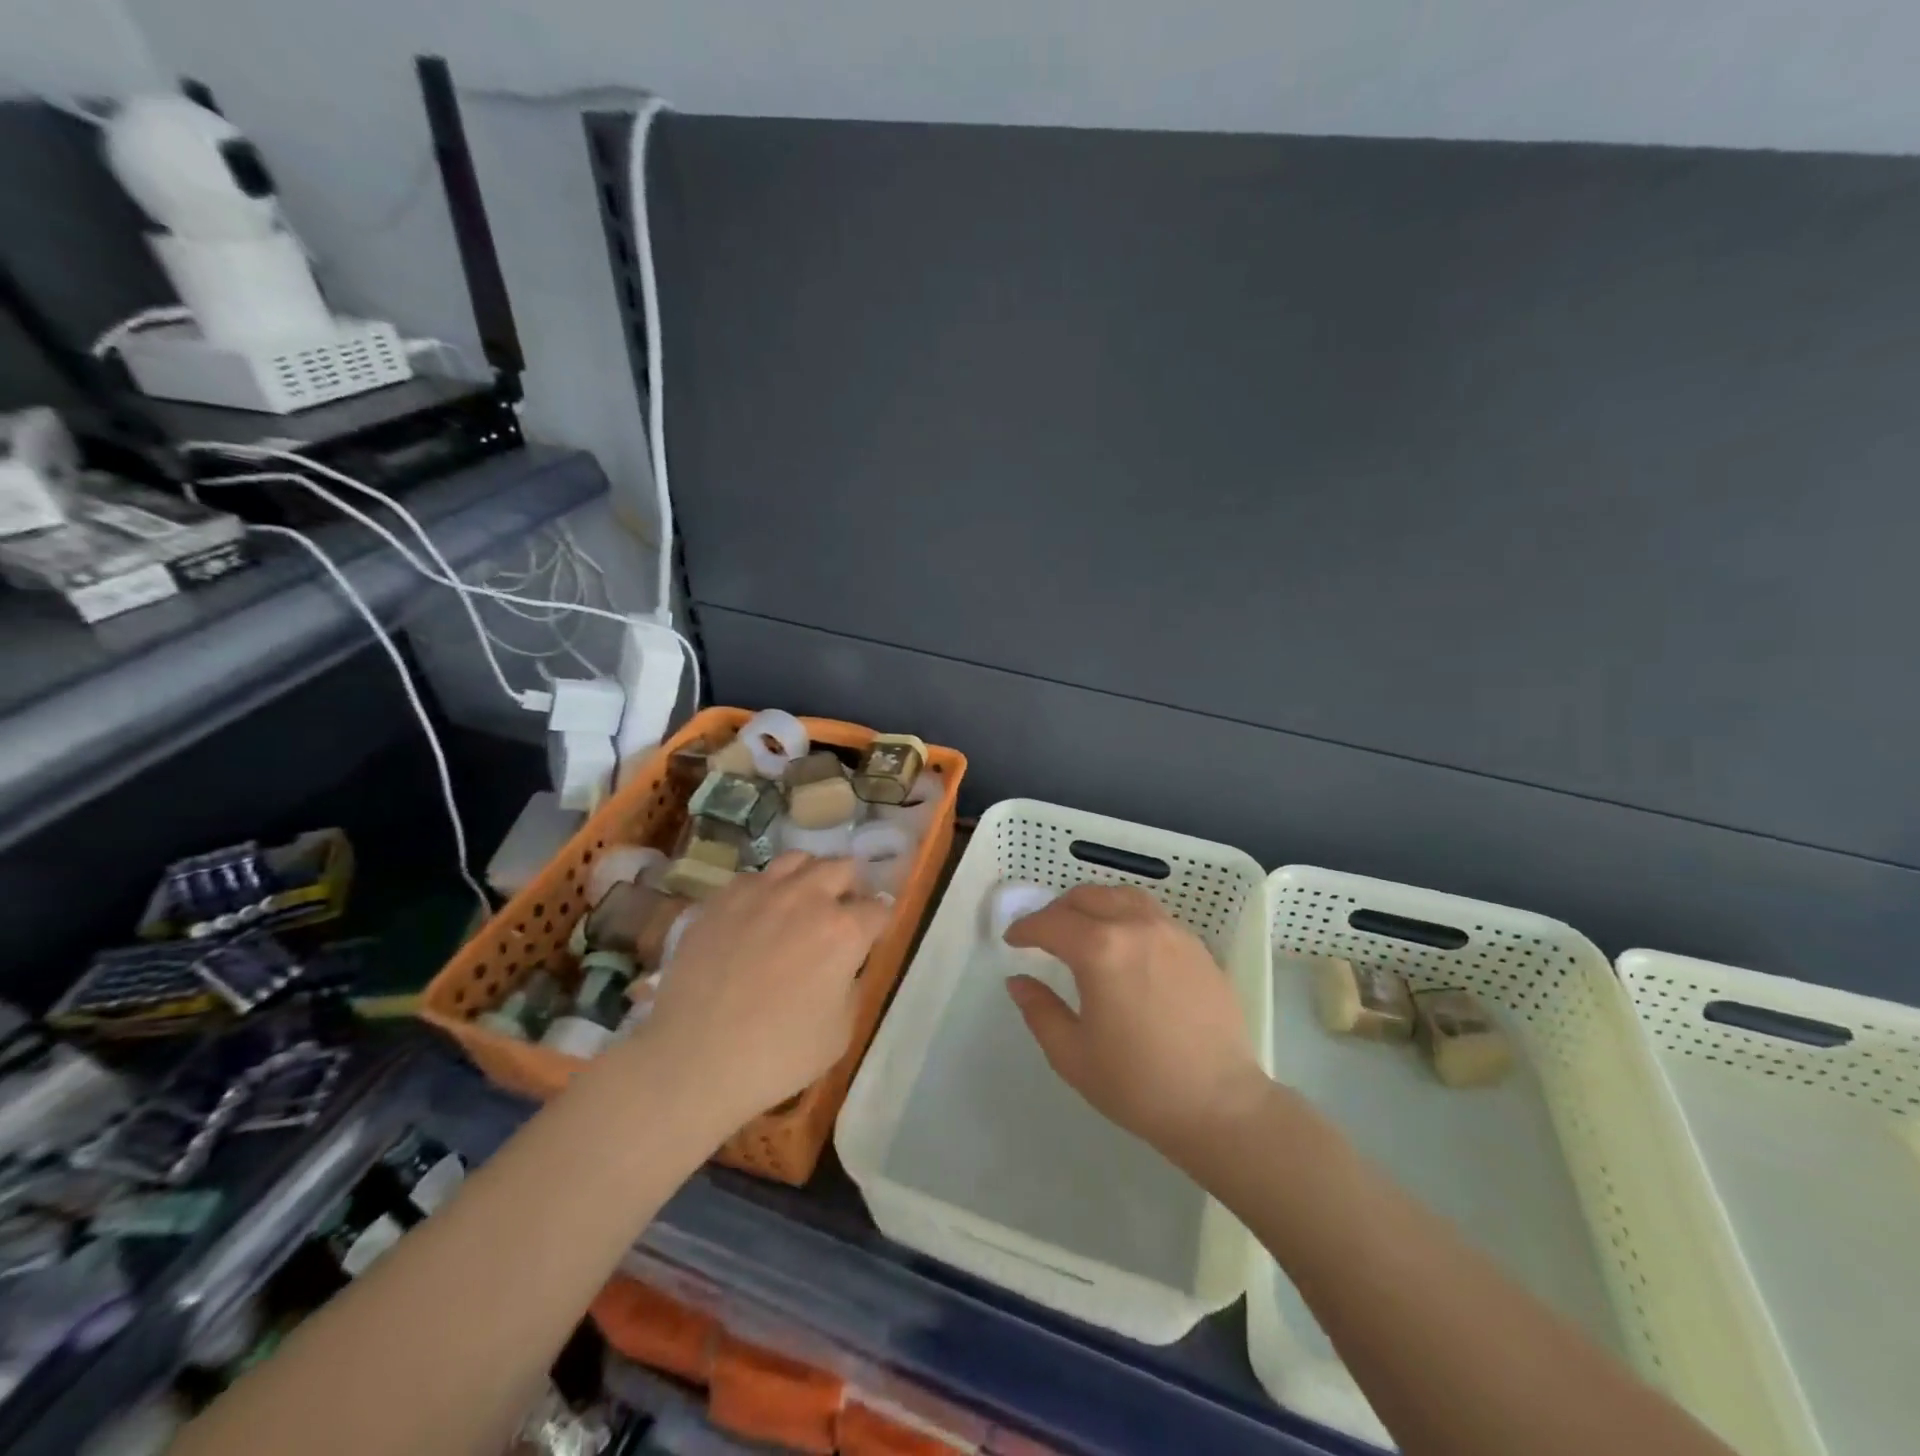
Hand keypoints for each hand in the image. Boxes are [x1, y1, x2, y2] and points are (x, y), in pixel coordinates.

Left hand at [638, 853, 890, 1132]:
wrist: (694, 1060)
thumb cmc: (778, 1055)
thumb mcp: (841, 1030)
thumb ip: (852, 983)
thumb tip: (846, 962)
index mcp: (845, 930)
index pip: (879, 908)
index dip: (879, 924)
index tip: (872, 938)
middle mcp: (808, 897)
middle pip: (843, 868)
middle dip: (849, 888)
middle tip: (840, 915)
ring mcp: (762, 891)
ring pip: (799, 860)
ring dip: (810, 877)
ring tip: (802, 902)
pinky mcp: (723, 897)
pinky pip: (755, 877)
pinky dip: (766, 889)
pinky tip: (758, 915)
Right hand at [1004, 884, 1267, 1164]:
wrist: (1220, 1106)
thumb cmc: (1138, 1084)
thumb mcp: (1072, 1055)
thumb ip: (1039, 1010)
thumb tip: (1019, 981)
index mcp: (1100, 950)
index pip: (1051, 923)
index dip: (1026, 928)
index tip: (1013, 940)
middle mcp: (1136, 927)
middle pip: (1087, 897)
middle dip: (1057, 911)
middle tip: (1044, 935)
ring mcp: (1172, 932)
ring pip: (1123, 897)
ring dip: (1094, 905)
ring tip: (1084, 929)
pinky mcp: (1197, 947)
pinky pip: (1153, 914)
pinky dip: (1127, 916)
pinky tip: (1126, 946)